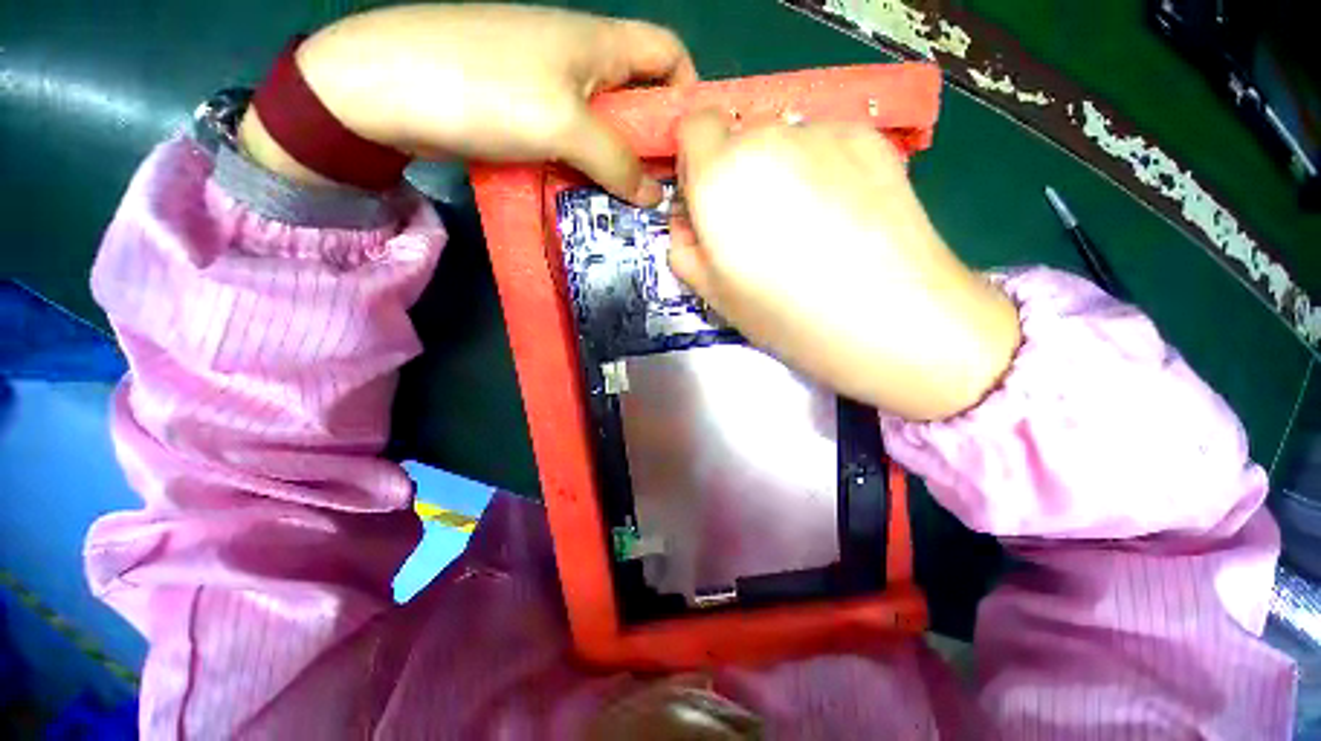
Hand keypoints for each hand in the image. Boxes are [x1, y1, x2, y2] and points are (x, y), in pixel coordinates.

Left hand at [240, 4, 695, 203]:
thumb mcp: (565, 124)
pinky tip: (592, 197)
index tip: (690, 145)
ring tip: (632, 206)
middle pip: (638, 98)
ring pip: (606, 126)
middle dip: (655, 142)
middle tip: (664, 192)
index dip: (687, 93)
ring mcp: (551, 87)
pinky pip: (575, 141)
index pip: (668, 54)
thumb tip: (653, 197)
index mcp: (600, 44)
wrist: (384, 86)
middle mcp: (582, 60)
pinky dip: (589, 168)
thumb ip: (617, 162)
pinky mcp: (527, 113)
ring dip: (620, 164)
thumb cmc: (485, 88)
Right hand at [669, 112, 1019, 420]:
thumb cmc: (788, 317)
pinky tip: (844, 213)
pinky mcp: (872, 140)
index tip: (709, 202)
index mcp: (720, 178)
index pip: (694, 126)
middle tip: (759, 224)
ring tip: (808, 223)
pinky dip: (823, 168)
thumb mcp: (715, 295)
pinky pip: (827, 143)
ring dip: (781, 169)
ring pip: (785, 138)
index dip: (697, 163)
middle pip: (740, 135)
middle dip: (738, 170)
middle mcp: (768, 139)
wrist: (891, 319)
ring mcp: (825, 133)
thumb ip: (683, 250)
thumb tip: (687, 223)